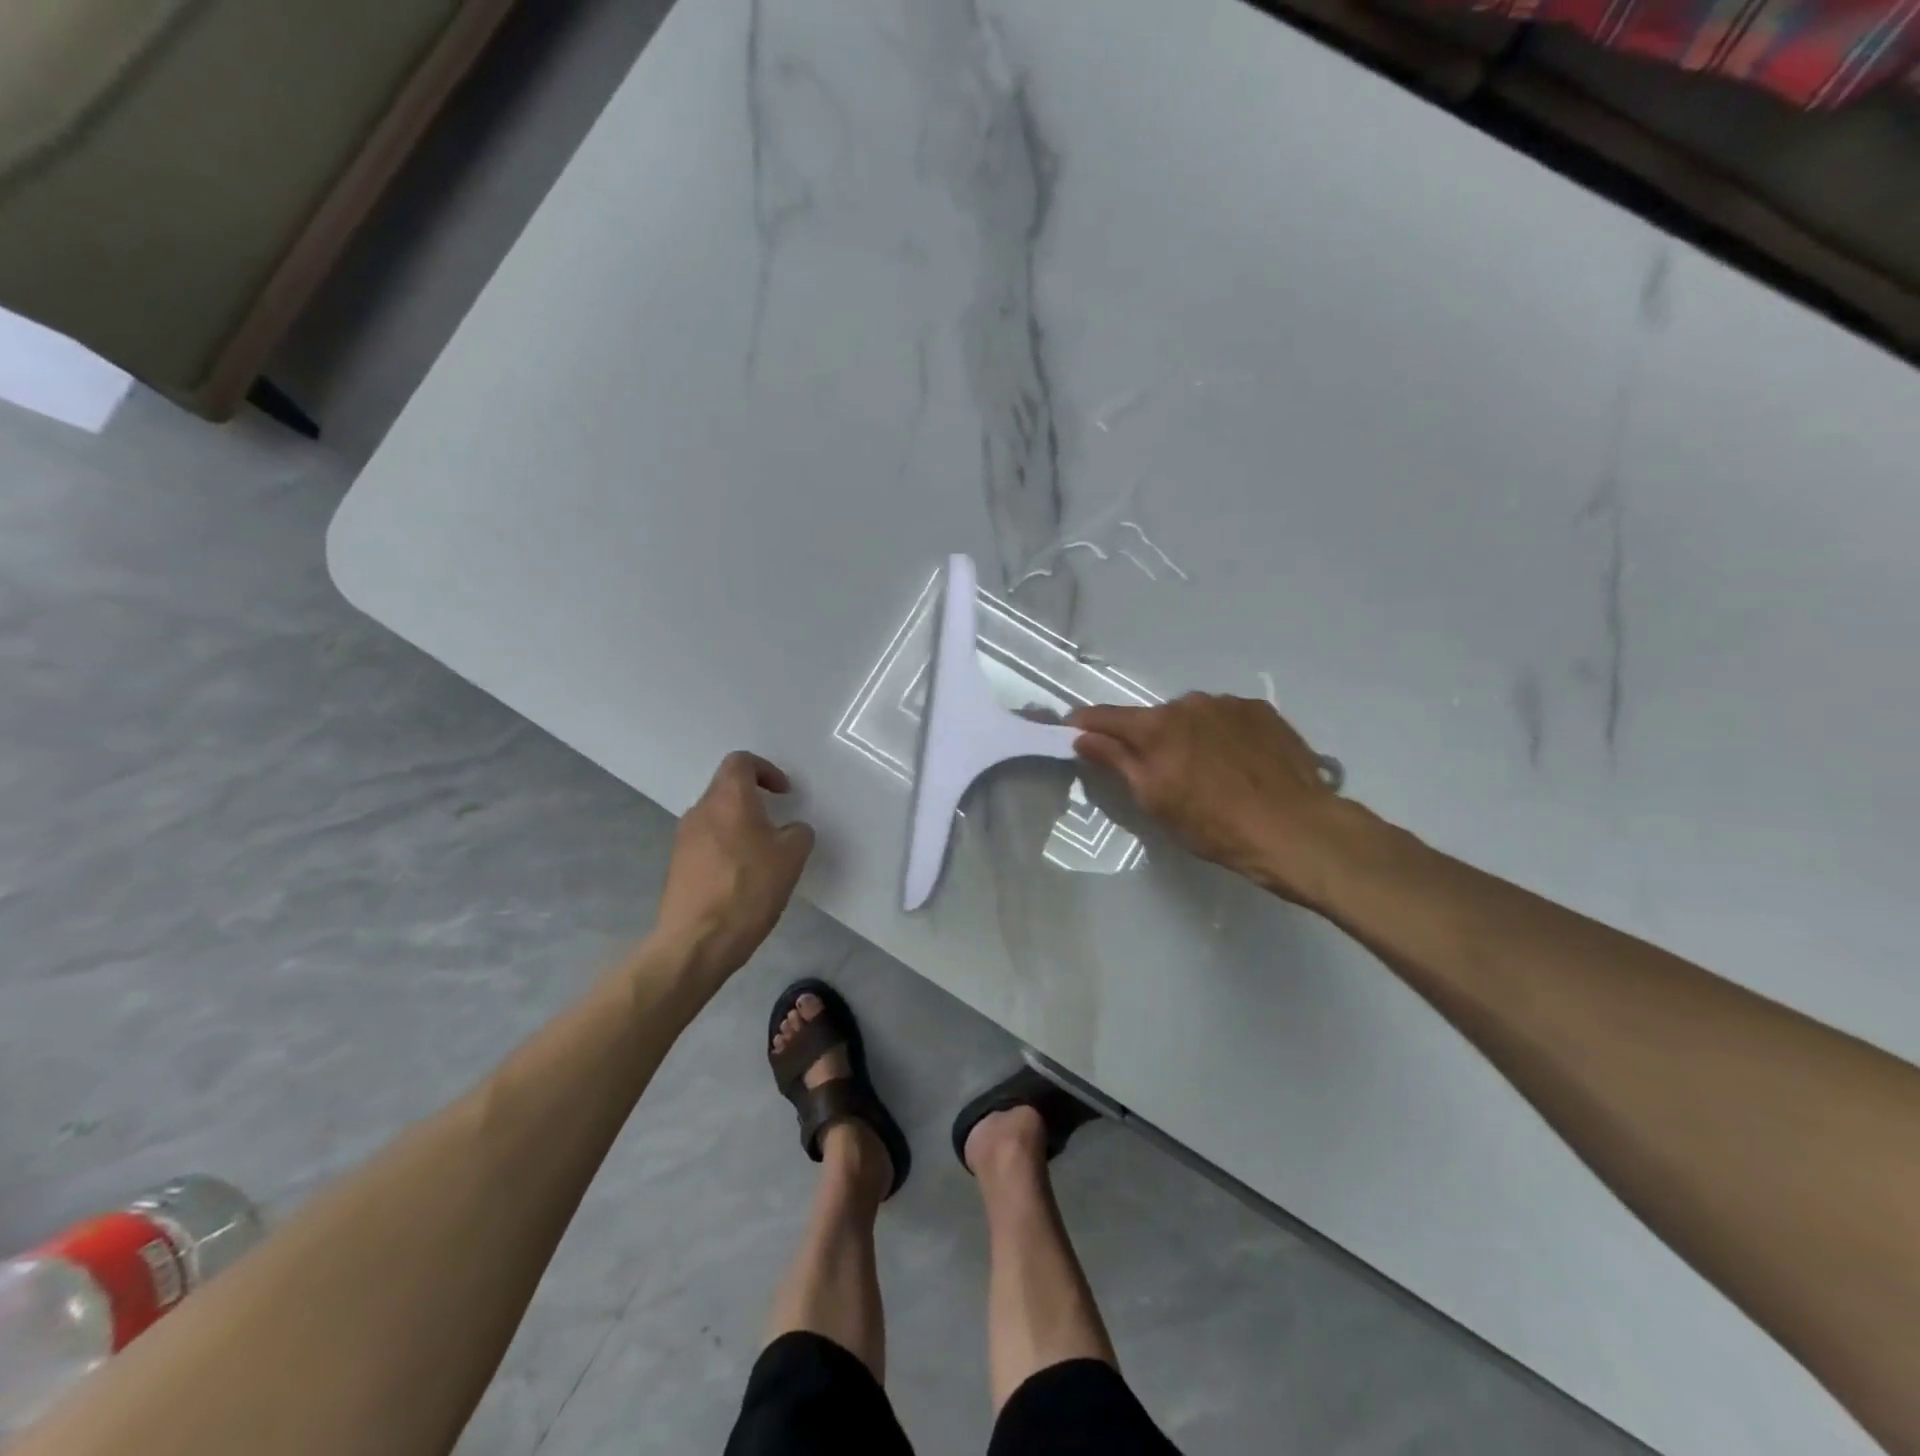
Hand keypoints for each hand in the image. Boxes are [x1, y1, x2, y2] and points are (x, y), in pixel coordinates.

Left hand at [656, 752, 814, 982]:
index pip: (741, 762)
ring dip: (739, 828)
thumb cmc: (749, 888)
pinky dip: (726, 850)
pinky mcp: (676, 867)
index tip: (784, 794)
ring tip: (762, 857)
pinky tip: (742, 880)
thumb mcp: (792, 857)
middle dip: (754, 802)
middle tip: (777, 826)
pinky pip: (706, 845)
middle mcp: (700, 811)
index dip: (766, 770)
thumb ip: (798, 833)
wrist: (697, 941)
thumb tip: (790, 831)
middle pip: (726, 790)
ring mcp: (683, 839)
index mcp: (728, 798)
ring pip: (716, 819)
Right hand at [1070, 693, 1359, 905]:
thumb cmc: (1214, 825)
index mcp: (1157, 726)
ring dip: (1188, 736)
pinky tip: (1238, 764)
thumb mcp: (1154, 800)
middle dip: (1147, 739)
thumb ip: (1116, 761)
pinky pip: (1226, 718)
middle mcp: (1189, 703)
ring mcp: (1229, 704)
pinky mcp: (1262, 711)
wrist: (1295, 828)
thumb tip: (1082, 736)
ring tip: (1208, 771)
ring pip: (1192, 716)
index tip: (1072, 732)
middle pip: (1153, 718)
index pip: (1106, 717)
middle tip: (1159, 772)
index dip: (1085, 724)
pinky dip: (1221, 735)